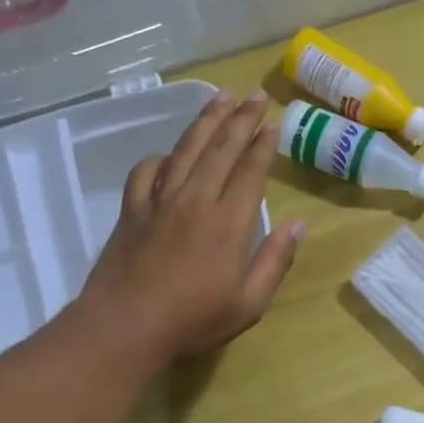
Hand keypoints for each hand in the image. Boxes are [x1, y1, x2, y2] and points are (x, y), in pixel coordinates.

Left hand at [75, 91, 305, 366]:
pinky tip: (169, 154)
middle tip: (256, 95)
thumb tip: (299, 225)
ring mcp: (160, 201)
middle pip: (221, 149)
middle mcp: (196, 200)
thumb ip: (275, 260)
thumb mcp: (250, 302)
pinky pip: (147, 172)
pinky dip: (161, 157)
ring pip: (186, 150)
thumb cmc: (194, 320)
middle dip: (241, 119)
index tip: (274, 122)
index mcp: (228, 222)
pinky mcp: (133, 211)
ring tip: (220, 98)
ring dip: (205, 122)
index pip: (250, 171)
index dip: (263, 144)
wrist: (124, 326)